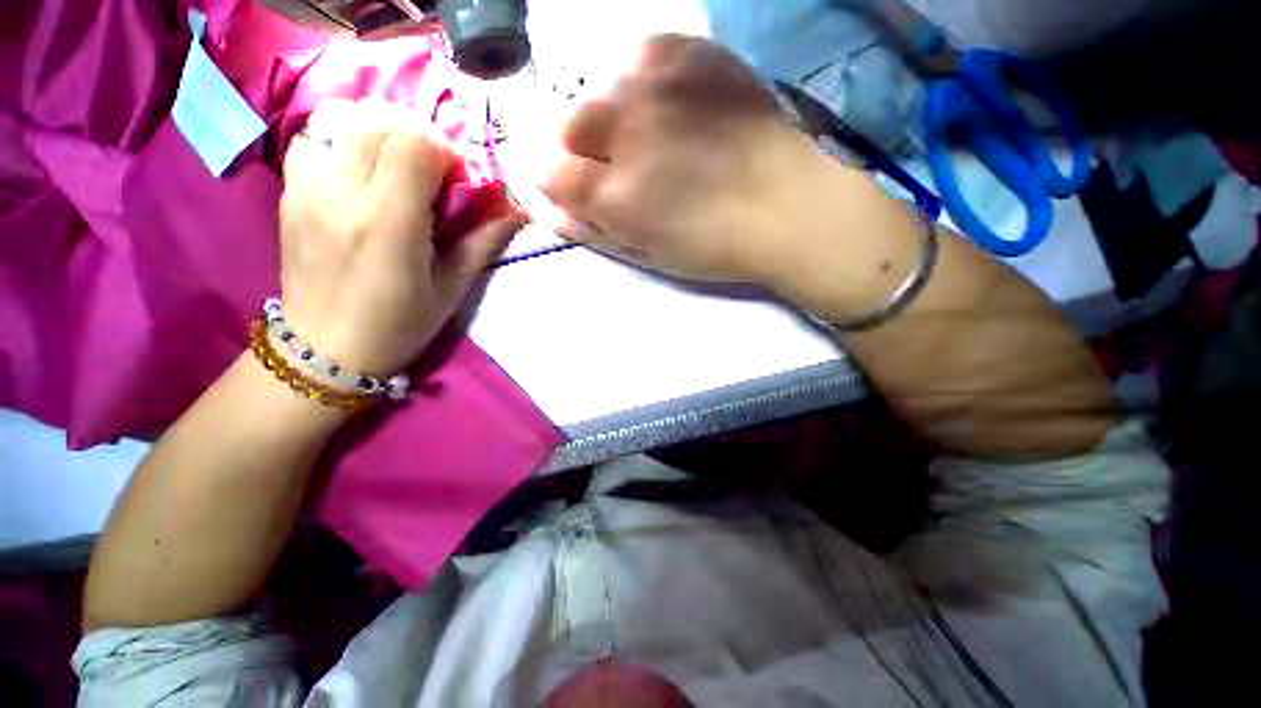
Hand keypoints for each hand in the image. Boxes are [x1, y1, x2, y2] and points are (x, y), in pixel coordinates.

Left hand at [280, 99, 527, 374]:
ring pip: (346, 120)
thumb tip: (519, 209)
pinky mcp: (289, 193)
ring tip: (396, 170)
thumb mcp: (453, 286)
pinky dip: (345, 142)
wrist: (326, 349)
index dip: (445, 151)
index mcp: (389, 221)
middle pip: (381, 120)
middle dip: (417, 137)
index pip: (415, 141)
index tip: (456, 181)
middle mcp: (342, 192)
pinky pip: (316, 139)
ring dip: (382, 135)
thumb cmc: (400, 324)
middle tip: (432, 173)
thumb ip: (485, 239)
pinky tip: (359, 173)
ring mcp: (307, 188)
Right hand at [540, 35, 864, 291]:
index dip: (559, 182)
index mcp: (615, 194)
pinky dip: (645, 82)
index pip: (548, 171)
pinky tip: (673, 107)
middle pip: (568, 124)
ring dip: (615, 117)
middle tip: (622, 168)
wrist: (788, 204)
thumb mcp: (647, 255)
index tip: (581, 189)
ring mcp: (659, 84)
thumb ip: (592, 231)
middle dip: (584, 150)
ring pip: (602, 90)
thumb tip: (549, 210)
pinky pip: (642, 57)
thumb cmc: (714, 245)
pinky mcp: (692, 54)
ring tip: (654, 137)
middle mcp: (626, 131)